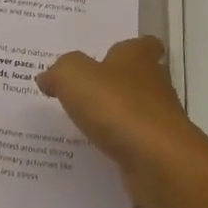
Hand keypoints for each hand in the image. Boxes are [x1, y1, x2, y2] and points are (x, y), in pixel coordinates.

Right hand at [38, 36, 207, 207]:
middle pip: (138, 77)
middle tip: (84, 90)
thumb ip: (59, 71)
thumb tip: (48, 77)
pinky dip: (119, 146)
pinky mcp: (158, 153)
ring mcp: (159, 120)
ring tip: (83, 123)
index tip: (109, 55)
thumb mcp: (74, 76)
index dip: (129, 48)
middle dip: (116, 83)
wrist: (157, 162)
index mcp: (138, 57)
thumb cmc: (117, 106)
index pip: (143, 44)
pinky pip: (134, 144)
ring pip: (136, 112)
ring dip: (116, 117)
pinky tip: (95, 151)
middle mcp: (154, 84)